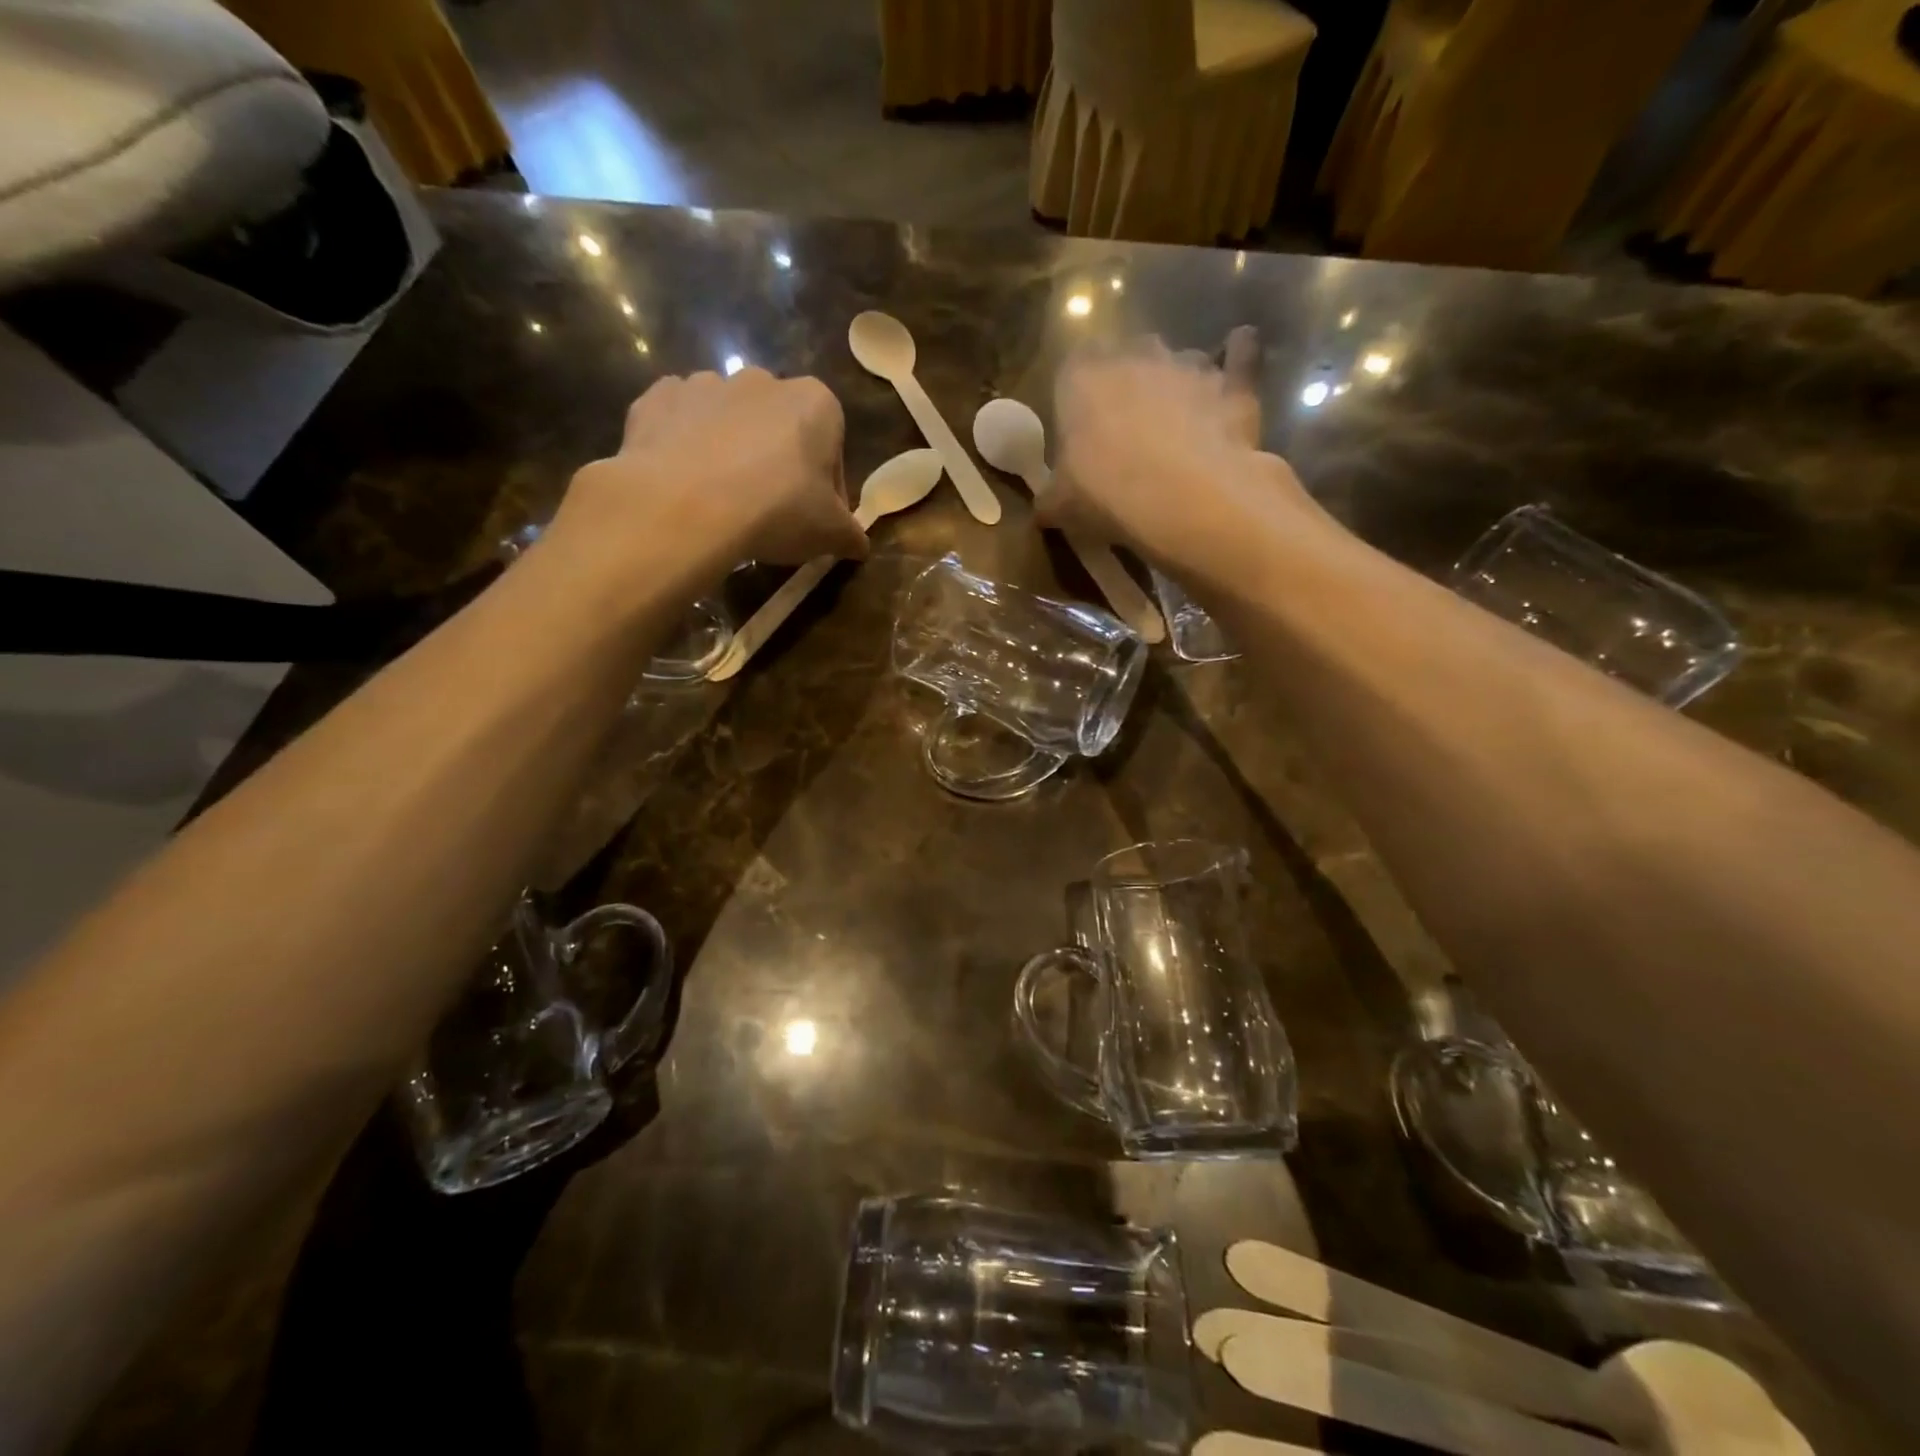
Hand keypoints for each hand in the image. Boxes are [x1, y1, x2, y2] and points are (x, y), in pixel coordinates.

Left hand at [547, 367, 868, 574]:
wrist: (684, 507)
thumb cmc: (776, 511)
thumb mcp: (830, 534)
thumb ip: (851, 535)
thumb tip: (859, 544)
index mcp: (816, 403)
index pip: (832, 447)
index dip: (827, 488)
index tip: (815, 519)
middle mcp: (763, 381)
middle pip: (780, 429)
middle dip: (778, 463)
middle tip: (771, 513)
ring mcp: (705, 384)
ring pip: (729, 422)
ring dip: (731, 453)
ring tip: (723, 502)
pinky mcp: (657, 399)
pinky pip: (680, 423)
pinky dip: (684, 447)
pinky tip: (685, 485)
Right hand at [1042, 329, 1315, 567]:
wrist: (1185, 499)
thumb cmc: (1107, 494)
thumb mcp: (1062, 506)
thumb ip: (1050, 500)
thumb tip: (1041, 511)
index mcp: (1083, 378)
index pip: (1074, 367)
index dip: (1080, 395)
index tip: (1083, 425)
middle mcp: (1135, 355)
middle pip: (1129, 355)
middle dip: (1130, 381)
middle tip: (1130, 425)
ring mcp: (1189, 364)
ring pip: (1180, 360)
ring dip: (1178, 382)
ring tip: (1179, 422)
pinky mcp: (1232, 382)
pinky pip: (1240, 356)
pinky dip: (1240, 354)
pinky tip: (1241, 353)